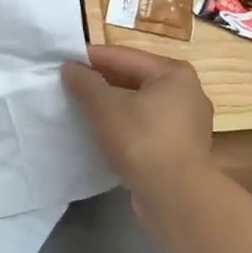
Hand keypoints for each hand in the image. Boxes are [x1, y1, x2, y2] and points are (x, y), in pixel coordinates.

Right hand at [61, 45, 213, 192]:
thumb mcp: (105, 107)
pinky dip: (126, 125)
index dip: (91, 58)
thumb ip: (85, 83)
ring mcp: (187, 123)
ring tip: (82, 109)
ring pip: (141, 104)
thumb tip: (70, 67)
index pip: (124, 56)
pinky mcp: (182, 148)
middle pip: (135, 79)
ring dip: (113, 105)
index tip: (64, 62)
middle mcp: (187, 92)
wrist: (175, 196)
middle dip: (102, 82)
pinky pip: (147, 127)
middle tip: (70, 85)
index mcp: (174, 73)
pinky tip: (104, 134)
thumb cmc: (142, 141)